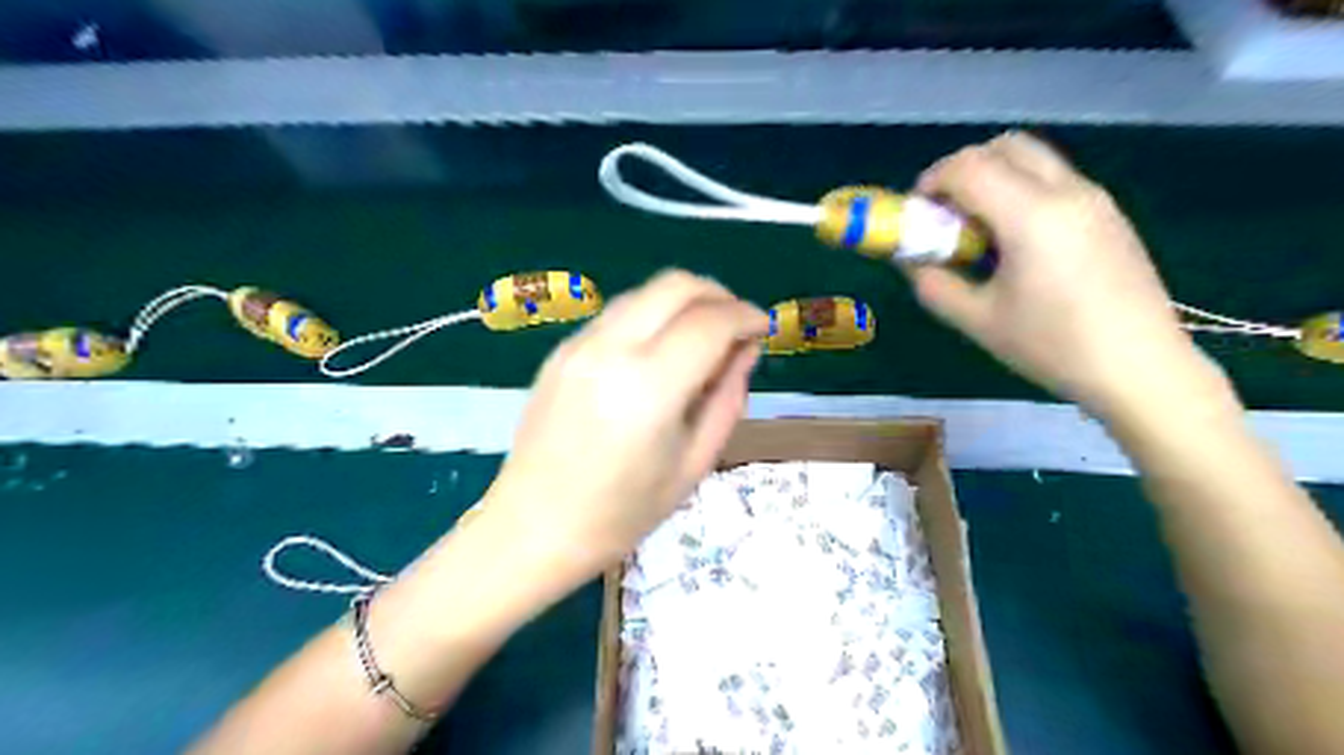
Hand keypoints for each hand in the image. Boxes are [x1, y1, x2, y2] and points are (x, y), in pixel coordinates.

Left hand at [480, 269, 764, 579]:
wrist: (533, 527)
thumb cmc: (622, 513)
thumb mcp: (694, 463)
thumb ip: (727, 398)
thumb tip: (746, 349)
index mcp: (649, 388)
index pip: (710, 322)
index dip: (746, 316)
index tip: (763, 328)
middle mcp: (611, 350)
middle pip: (676, 285)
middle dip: (718, 295)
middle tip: (737, 324)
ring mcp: (579, 344)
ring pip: (645, 292)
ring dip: (684, 301)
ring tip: (703, 337)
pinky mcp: (561, 349)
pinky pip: (619, 313)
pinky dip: (652, 316)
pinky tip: (661, 352)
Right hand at [907, 129, 1226, 422]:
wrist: (1140, 368)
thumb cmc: (1053, 347)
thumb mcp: (978, 321)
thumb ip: (934, 284)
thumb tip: (911, 261)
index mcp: (1031, 215)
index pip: (969, 167)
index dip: (932, 180)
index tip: (917, 212)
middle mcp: (1067, 191)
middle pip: (1005, 147)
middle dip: (963, 169)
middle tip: (945, 212)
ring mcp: (1095, 199)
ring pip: (1034, 159)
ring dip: (994, 177)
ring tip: (978, 229)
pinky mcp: (1109, 215)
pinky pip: (1055, 181)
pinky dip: (1021, 191)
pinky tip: (1016, 242)